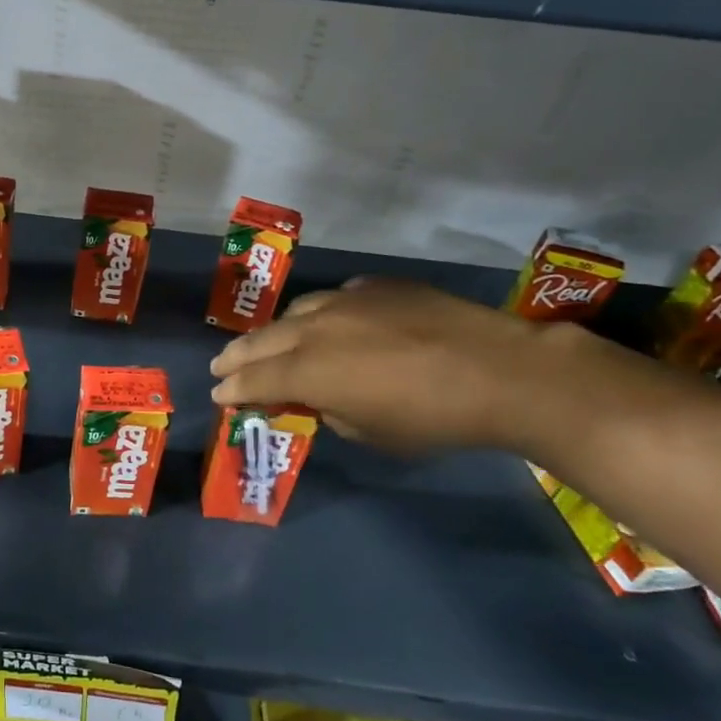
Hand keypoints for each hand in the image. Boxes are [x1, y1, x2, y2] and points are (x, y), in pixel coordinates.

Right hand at [209, 278, 549, 453]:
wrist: (501, 371)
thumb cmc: (432, 418)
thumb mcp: (370, 432)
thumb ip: (330, 411)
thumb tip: (319, 398)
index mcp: (309, 371)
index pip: (254, 379)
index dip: (232, 389)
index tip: (219, 394)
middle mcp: (316, 329)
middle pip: (262, 341)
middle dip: (237, 356)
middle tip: (222, 366)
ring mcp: (346, 301)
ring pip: (294, 312)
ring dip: (275, 332)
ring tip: (270, 343)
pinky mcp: (378, 287)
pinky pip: (335, 298)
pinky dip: (320, 315)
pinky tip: (330, 323)